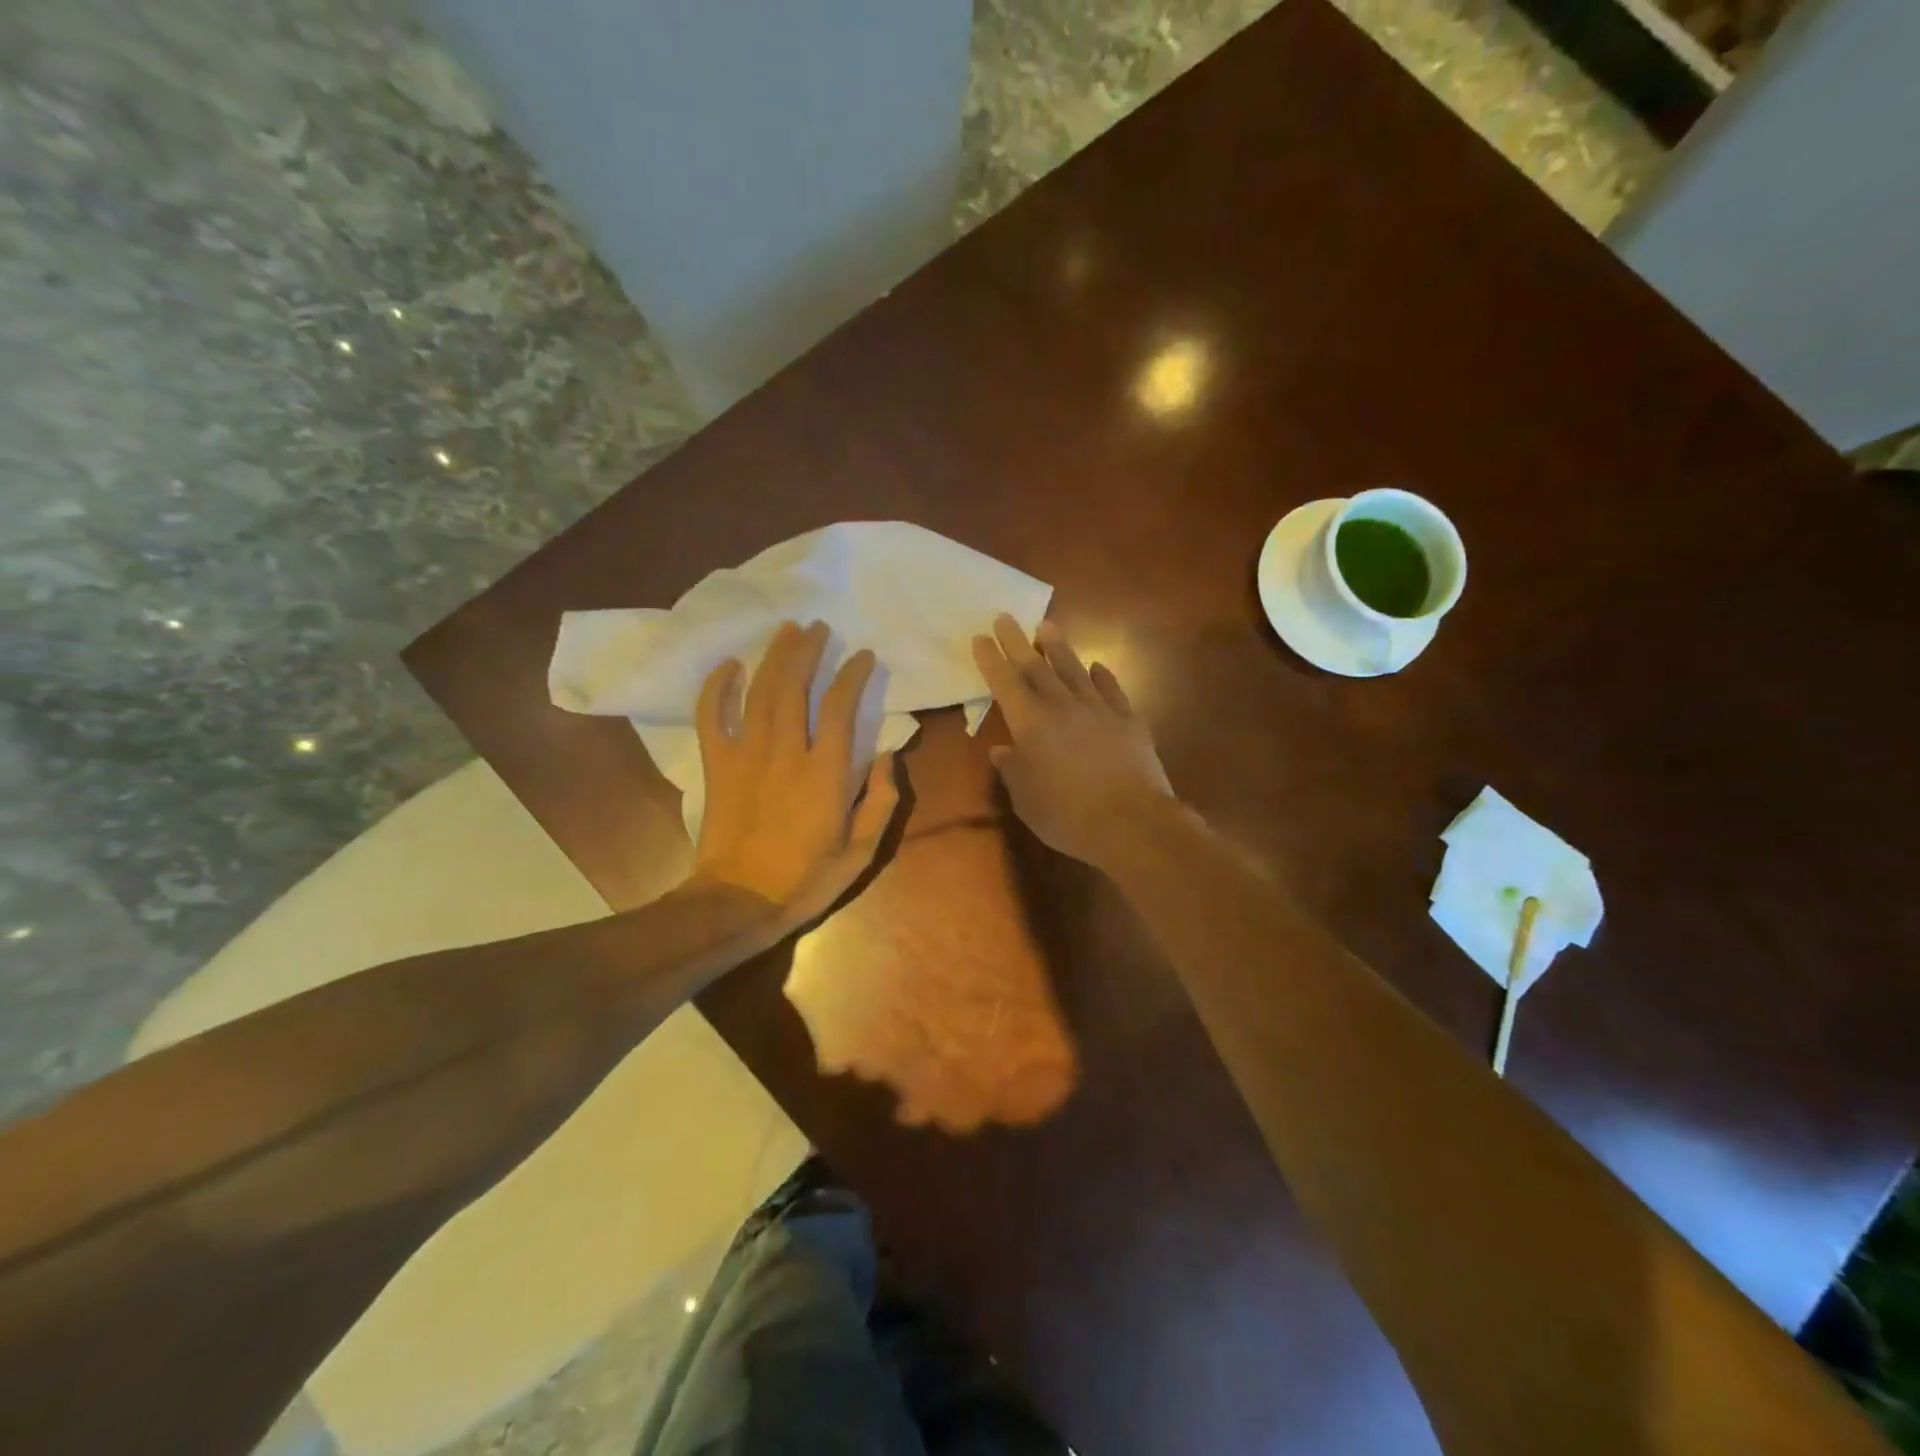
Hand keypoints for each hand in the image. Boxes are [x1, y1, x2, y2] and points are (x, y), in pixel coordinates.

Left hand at [691, 620, 901, 930]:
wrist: (739, 902)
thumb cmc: (806, 879)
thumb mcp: (862, 851)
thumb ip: (882, 801)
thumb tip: (889, 756)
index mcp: (825, 773)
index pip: (841, 707)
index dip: (853, 675)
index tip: (863, 656)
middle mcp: (786, 752)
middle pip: (794, 686)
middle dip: (808, 650)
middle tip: (819, 628)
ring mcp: (746, 755)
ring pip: (759, 692)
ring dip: (774, 656)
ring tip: (787, 630)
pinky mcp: (717, 765)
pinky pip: (711, 716)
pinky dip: (717, 687)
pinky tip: (729, 665)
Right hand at [971, 614, 1175, 869]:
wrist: (1132, 823)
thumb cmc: (1068, 817)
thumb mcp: (1026, 800)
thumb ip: (1012, 771)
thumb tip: (1001, 750)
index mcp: (1030, 725)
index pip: (1004, 684)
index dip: (991, 659)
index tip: (980, 637)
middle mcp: (1062, 707)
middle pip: (1036, 667)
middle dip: (1017, 641)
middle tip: (1006, 617)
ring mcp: (1098, 709)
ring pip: (1074, 670)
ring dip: (1059, 648)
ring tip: (1048, 627)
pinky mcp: (1128, 720)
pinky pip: (1111, 689)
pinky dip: (1101, 676)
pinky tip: (1097, 667)